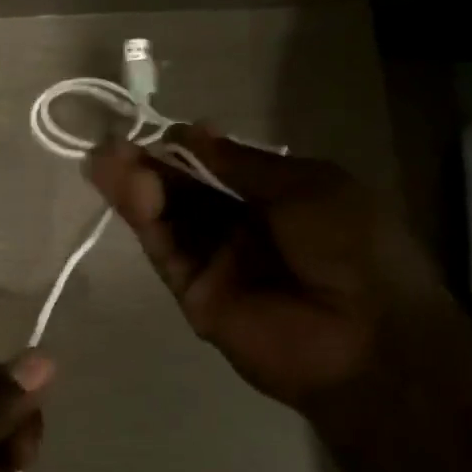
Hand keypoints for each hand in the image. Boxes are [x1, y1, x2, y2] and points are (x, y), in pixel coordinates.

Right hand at [87, 128, 454, 412]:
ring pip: (168, 217)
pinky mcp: (191, 291)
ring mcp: (213, 260)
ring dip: (137, 187)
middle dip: (151, 165)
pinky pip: (165, 249)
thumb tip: (191, 131)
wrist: (367, 339)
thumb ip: (243, 164)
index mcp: (276, 195)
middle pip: (185, 189)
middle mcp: (239, 224)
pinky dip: (144, 219)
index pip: (217, 166)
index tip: (158, 134)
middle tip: (112, 145)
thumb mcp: (309, 187)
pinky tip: (127, 189)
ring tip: (105, 160)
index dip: (187, 148)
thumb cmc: (353, 248)